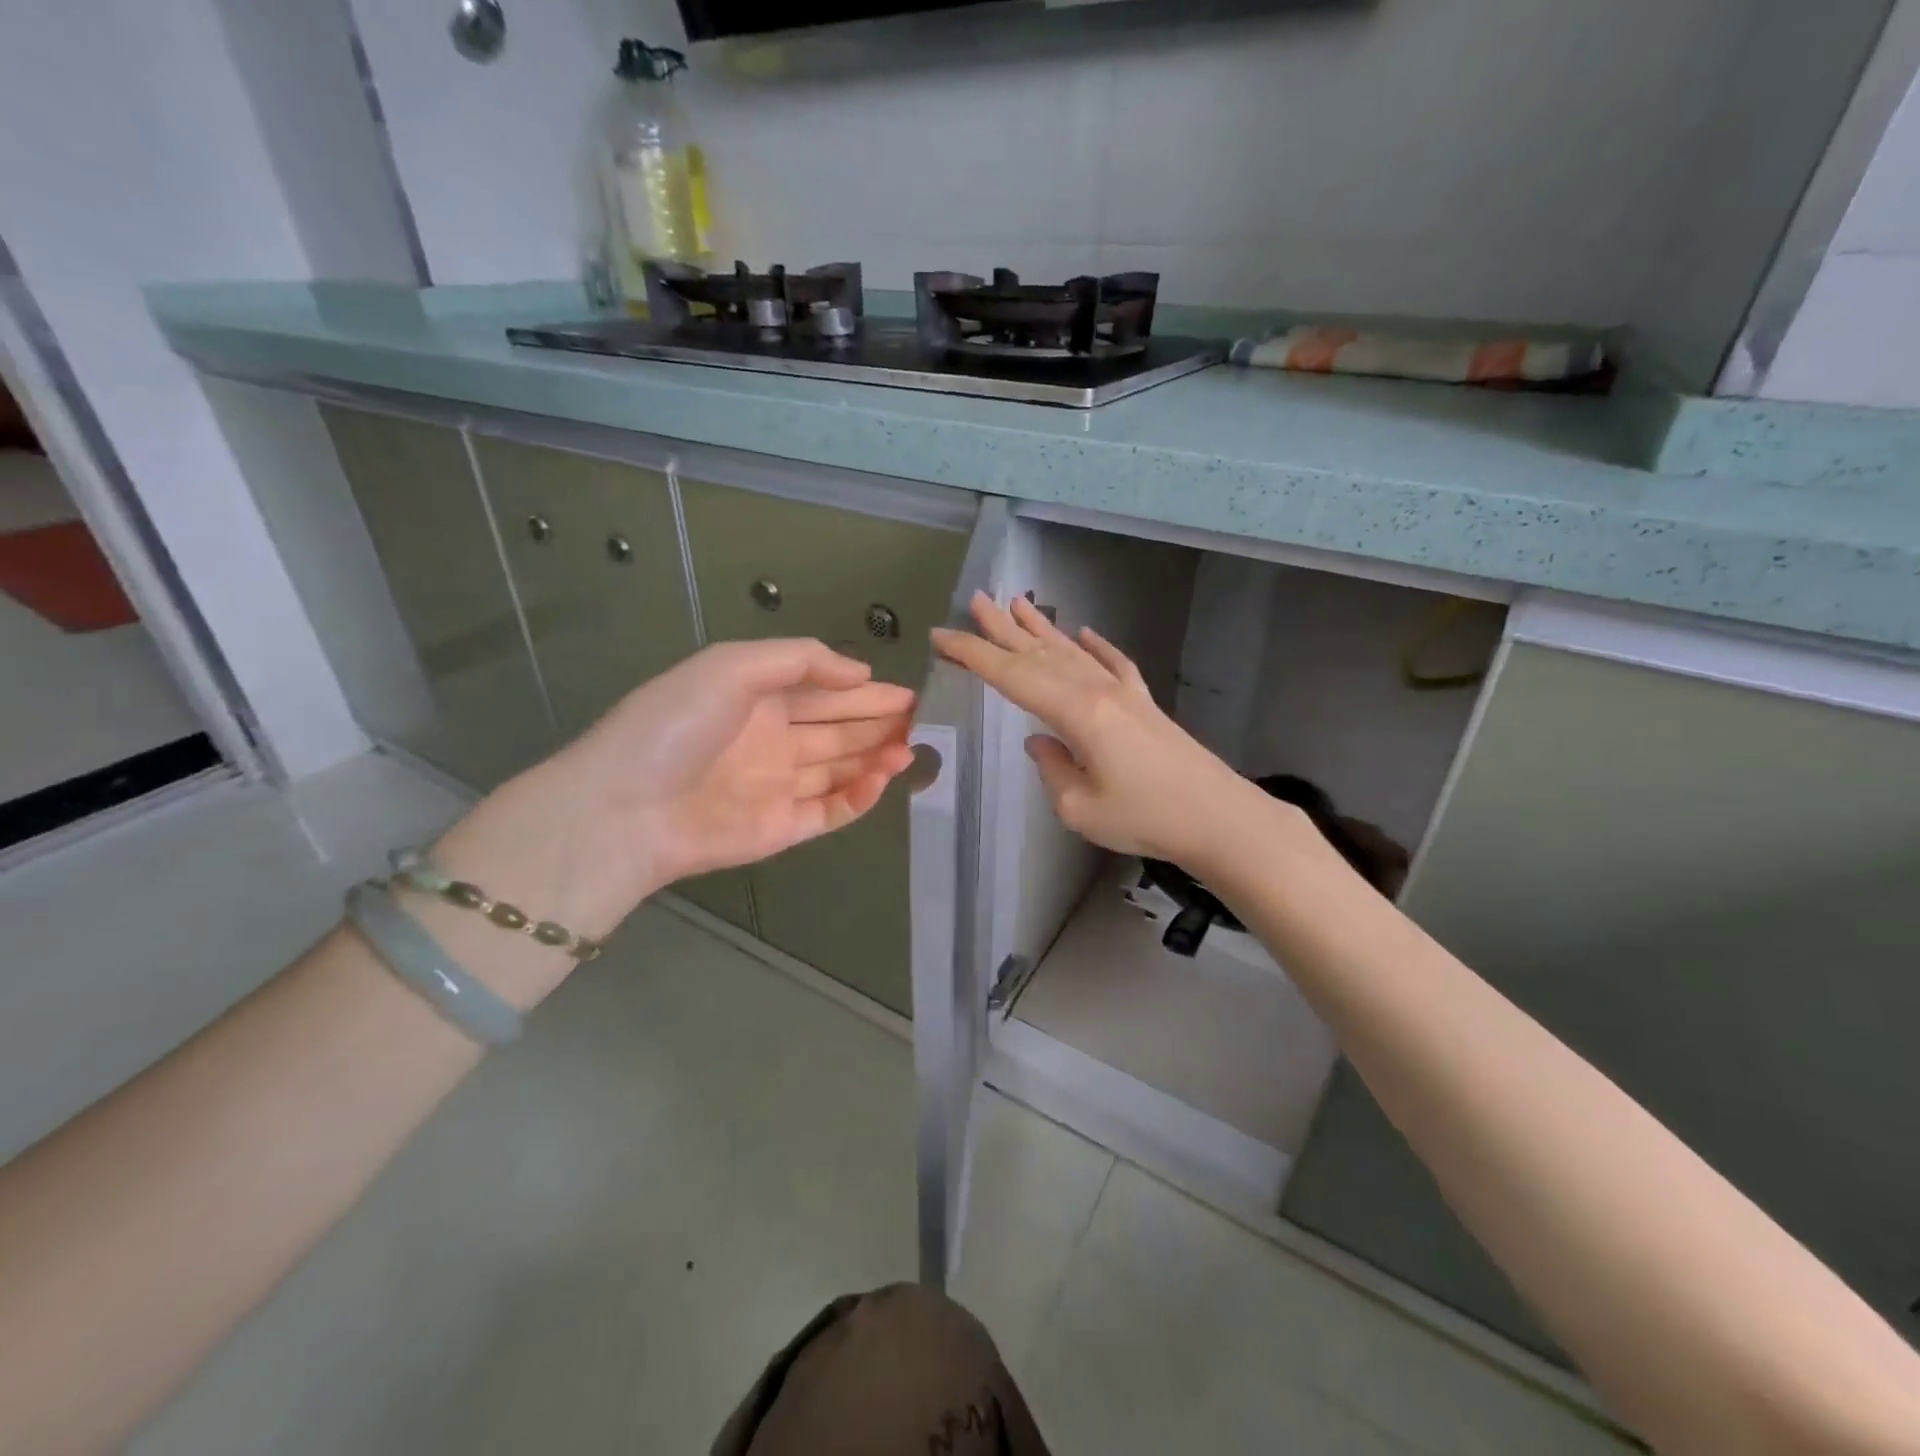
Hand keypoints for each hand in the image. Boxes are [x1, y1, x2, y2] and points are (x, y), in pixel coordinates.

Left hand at [437, 640, 915, 946]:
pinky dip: (860, 797)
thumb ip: (800, 660)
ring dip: (877, 757)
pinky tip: (883, 779)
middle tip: (924, 721)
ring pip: (840, 768)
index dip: (867, 691)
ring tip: (913, 748)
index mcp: (758, 698)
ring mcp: (778, 786)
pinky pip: (831, 811)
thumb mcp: (732, 666)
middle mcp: (772, 740)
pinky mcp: (782, 828)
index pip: (825, 691)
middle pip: (838, 729)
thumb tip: (860, 672)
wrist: (626, 808)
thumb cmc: (677, 725)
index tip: (910, 692)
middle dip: (879, 723)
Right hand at [931, 592, 1260, 869]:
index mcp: (1075, 711)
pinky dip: (1098, 647)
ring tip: (1016, 603)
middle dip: (1002, 628)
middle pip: (1040, 653)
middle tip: (976, 601)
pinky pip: (1115, 664)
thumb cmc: (1145, 817)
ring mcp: (1124, 693)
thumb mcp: (1079, 807)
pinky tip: (1088, 633)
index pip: (1012, 676)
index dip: (973, 654)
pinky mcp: (1145, 704)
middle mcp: (1097, 690)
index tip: (942, 636)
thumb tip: (1039, 743)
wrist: (1219, 817)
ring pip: (1073, 652)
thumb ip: (1052, 769)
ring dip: (1042, 628)